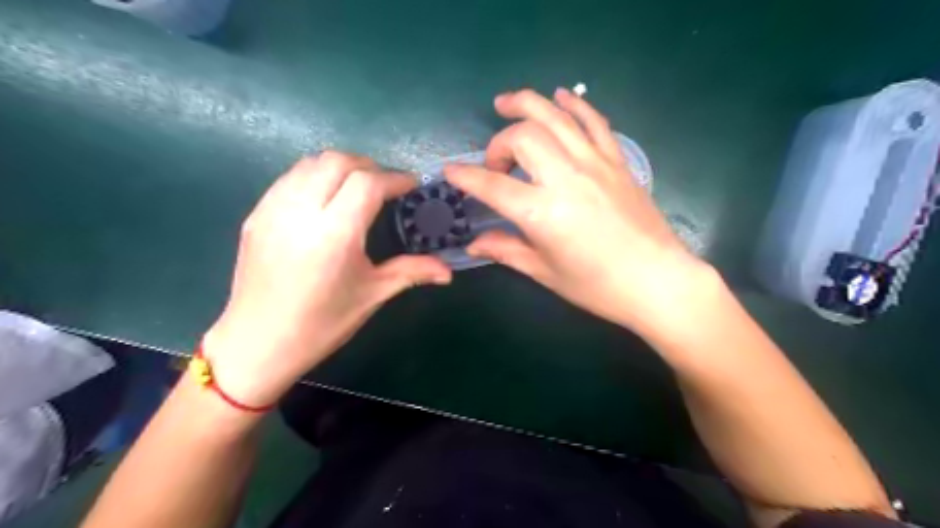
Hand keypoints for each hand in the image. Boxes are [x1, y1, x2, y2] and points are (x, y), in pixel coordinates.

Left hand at [204, 152, 449, 406]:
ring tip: (357, 189)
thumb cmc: (322, 323)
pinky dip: (315, 176)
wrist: (258, 342)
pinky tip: (326, 199)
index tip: (411, 186)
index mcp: (334, 235)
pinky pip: (290, 177)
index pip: (367, 183)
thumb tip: (448, 271)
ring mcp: (272, 209)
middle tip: (386, 187)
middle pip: (338, 161)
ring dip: (341, 167)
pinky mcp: (256, 214)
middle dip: (369, 166)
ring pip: (311, 163)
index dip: (395, 179)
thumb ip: (412, 272)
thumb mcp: (372, 295)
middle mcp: (301, 212)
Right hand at [446, 87, 709, 338]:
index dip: (465, 176)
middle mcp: (566, 178)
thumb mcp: (545, 272)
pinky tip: (560, 96)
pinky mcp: (617, 161)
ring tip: (505, 102)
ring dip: (526, 103)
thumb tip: (474, 244)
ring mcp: (595, 163)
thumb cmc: (597, 286)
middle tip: (496, 165)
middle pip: (522, 136)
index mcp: (542, 212)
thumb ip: (507, 250)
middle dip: (498, 144)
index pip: (492, 185)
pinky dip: (574, 104)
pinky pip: (594, 121)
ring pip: (555, 116)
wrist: (657, 281)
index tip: (451, 171)